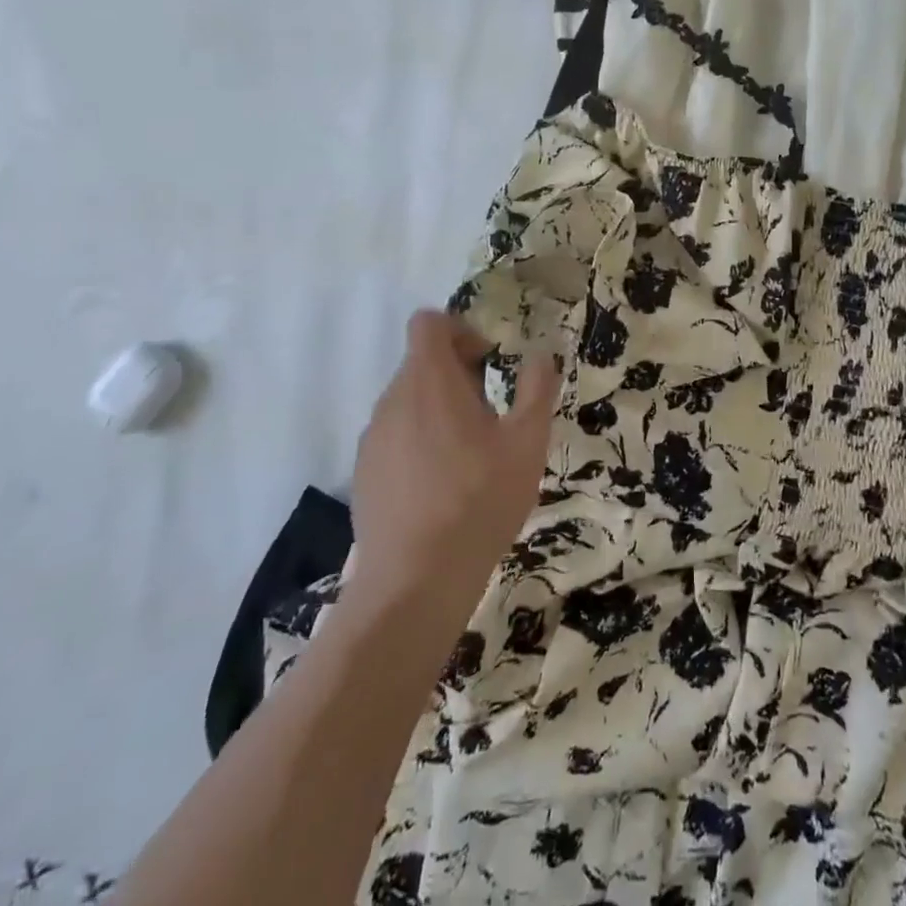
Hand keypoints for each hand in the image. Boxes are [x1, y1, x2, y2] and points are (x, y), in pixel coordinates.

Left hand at [339, 311, 558, 623]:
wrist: (415, 582)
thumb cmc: (479, 500)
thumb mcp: (528, 442)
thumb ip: (537, 388)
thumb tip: (541, 355)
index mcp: (429, 381)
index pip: (428, 323)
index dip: (460, 330)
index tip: (488, 362)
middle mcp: (392, 400)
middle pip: (421, 363)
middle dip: (458, 374)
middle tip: (491, 412)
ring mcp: (372, 439)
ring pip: (408, 401)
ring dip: (440, 409)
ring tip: (470, 453)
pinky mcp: (364, 473)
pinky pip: (395, 436)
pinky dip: (420, 441)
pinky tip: (443, 485)